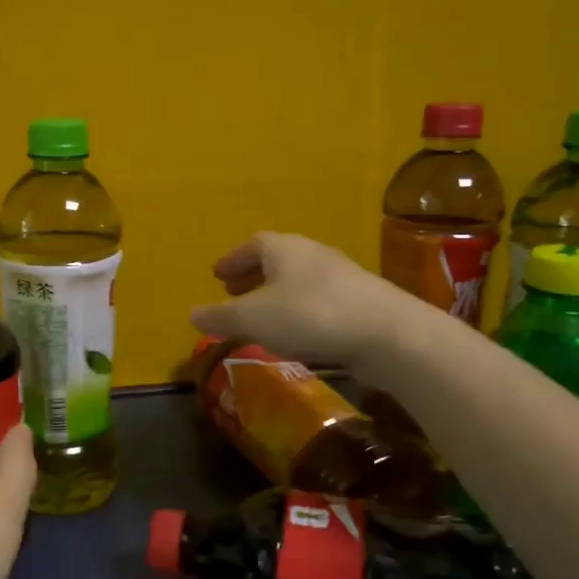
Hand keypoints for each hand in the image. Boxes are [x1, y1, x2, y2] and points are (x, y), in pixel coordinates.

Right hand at [191, 231, 409, 367]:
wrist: (386, 333)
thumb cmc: (309, 315)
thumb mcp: (254, 319)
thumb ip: (221, 317)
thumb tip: (192, 313)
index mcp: (284, 249)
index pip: (253, 245)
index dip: (233, 260)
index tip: (217, 275)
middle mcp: (312, 253)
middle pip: (277, 259)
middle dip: (253, 275)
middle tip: (235, 292)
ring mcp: (341, 276)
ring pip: (299, 279)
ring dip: (277, 293)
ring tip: (262, 316)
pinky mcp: (361, 300)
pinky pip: (319, 299)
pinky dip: (299, 309)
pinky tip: (296, 333)